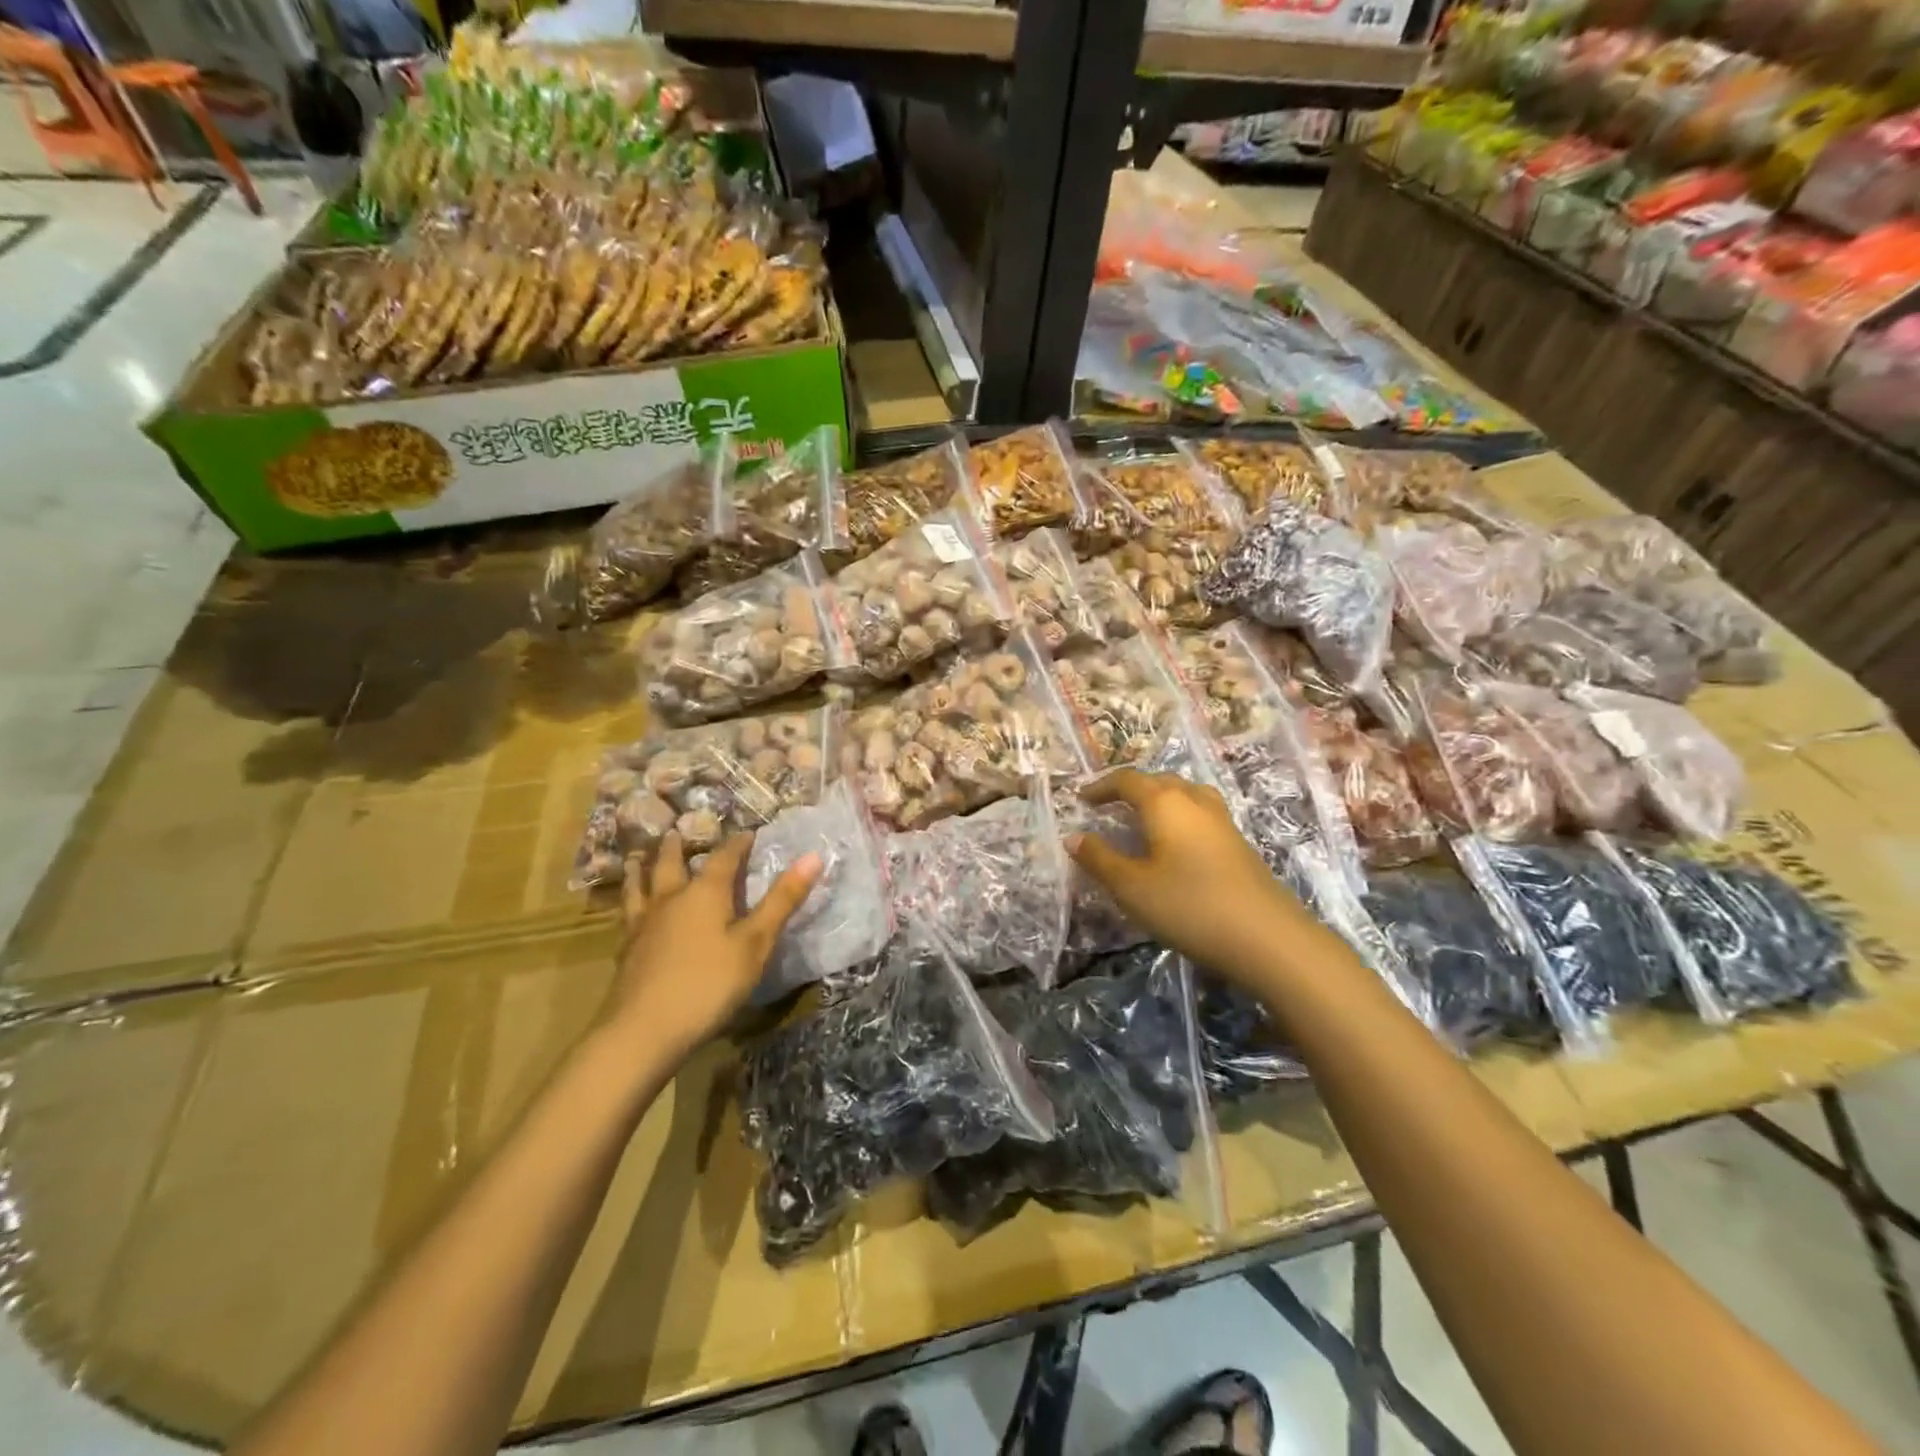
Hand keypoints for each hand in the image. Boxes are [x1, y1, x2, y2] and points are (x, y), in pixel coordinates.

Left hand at [608, 831, 821, 1059]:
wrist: (643, 1030)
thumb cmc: (709, 983)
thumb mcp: (756, 943)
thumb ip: (782, 900)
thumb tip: (813, 856)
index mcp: (705, 892)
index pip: (724, 857)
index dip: (738, 843)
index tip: (748, 833)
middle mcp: (671, 899)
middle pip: (672, 864)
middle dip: (679, 847)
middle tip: (677, 832)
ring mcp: (644, 924)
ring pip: (640, 886)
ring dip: (642, 868)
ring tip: (638, 856)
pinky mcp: (627, 951)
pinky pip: (628, 914)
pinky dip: (630, 901)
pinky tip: (630, 911)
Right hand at [1067, 769, 1317, 989]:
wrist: (1267, 938)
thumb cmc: (1188, 905)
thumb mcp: (1132, 886)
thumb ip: (1100, 859)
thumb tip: (1073, 836)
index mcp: (1165, 802)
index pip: (1127, 780)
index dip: (1101, 786)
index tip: (1081, 799)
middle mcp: (1194, 800)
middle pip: (1159, 781)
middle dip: (1130, 789)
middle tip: (1109, 807)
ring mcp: (1222, 821)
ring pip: (1185, 795)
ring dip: (1159, 800)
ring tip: (1143, 819)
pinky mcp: (1238, 843)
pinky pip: (1200, 814)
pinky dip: (1179, 817)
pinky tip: (1176, 845)